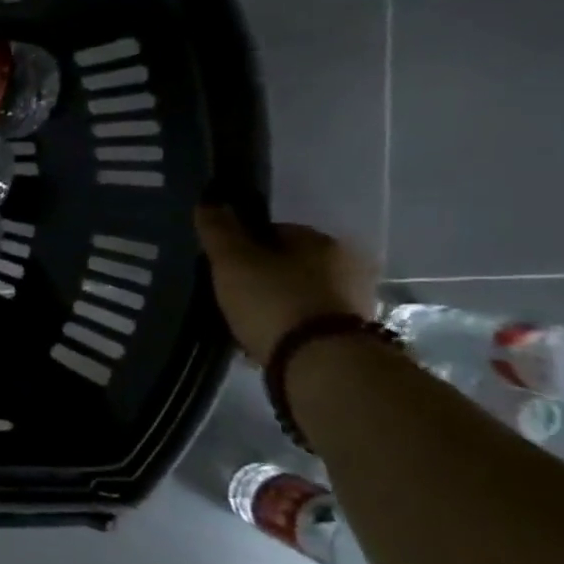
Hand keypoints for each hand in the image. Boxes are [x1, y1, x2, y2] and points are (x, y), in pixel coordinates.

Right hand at [194, 205, 375, 366]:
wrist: (320, 362)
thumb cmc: (273, 300)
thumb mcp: (233, 261)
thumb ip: (219, 230)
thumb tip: (209, 201)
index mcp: (321, 240)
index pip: (274, 231)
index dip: (242, 246)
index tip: (222, 266)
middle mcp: (347, 264)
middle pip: (288, 263)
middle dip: (261, 275)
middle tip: (230, 294)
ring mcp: (354, 301)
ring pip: (299, 292)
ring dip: (275, 302)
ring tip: (244, 320)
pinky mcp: (351, 334)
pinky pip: (308, 320)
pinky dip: (288, 325)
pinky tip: (265, 338)